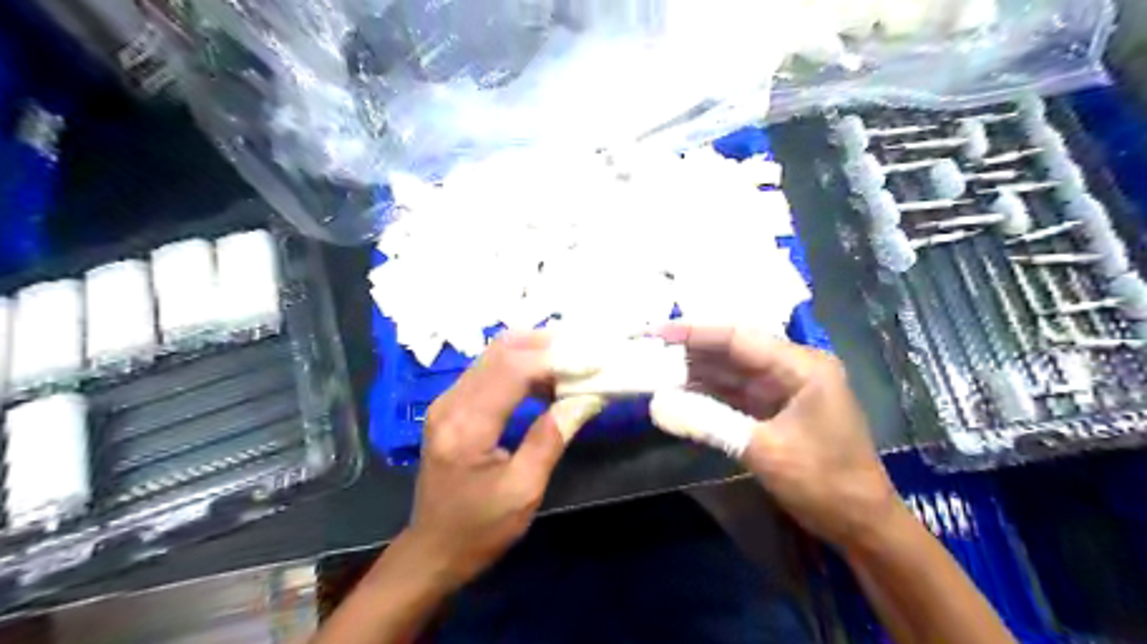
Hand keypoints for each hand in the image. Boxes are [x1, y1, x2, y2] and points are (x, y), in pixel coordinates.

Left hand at [404, 334, 600, 591]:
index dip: (556, 358)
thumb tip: (584, 398)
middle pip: (501, 350)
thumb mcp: (523, 490)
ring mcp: (447, 400)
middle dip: (547, 343)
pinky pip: (490, 369)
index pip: (513, 369)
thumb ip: (551, 438)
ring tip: (574, 361)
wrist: (432, 550)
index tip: (594, 360)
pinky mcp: (452, 405)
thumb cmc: (479, 529)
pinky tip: (548, 378)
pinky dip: (522, 364)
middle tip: (586, 350)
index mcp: (467, 426)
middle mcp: (451, 402)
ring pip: (495, 353)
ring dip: (536, 350)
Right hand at [650, 324, 899, 551]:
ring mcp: (783, 388)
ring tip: (653, 369)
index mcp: (801, 365)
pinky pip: (734, 393)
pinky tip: (678, 392)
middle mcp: (792, 368)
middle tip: (647, 351)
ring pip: (730, 371)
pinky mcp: (774, 409)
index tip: (655, 332)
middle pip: (732, 350)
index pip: (738, 336)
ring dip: (695, 372)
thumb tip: (656, 405)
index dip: (694, 332)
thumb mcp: (763, 450)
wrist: (861, 524)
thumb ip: (708, 421)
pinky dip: (707, 393)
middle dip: (689, 350)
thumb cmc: (824, 482)